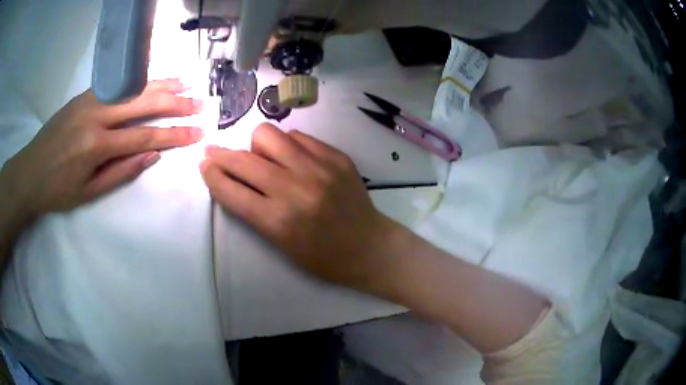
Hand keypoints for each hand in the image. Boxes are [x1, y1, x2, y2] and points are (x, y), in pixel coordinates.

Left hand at [0, 79, 203, 218]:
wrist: (28, 172)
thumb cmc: (57, 190)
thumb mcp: (88, 192)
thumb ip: (121, 172)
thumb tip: (153, 156)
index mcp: (96, 145)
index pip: (143, 137)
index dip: (173, 135)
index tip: (197, 133)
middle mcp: (96, 115)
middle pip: (142, 103)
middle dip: (174, 104)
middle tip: (199, 103)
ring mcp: (90, 99)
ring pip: (132, 87)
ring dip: (161, 84)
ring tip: (184, 83)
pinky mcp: (85, 94)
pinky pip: (118, 84)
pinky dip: (139, 80)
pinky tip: (152, 79)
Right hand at [200, 123, 401, 288]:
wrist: (370, 247)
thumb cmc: (323, 258)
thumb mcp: (281, 244)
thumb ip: (254, 210)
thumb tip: (232, 178)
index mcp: (278, 221)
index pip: (231, 190)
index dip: (212, 176)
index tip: (204, 166)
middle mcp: (295, 188)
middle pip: (243, 159)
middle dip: (221, 155)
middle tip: (214, 153)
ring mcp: (318, 168)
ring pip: (268, 135)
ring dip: (256, 146)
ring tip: (263, 158)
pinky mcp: (336, 157)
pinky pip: (297, 136)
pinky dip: (286, 145)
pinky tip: (291, 158)